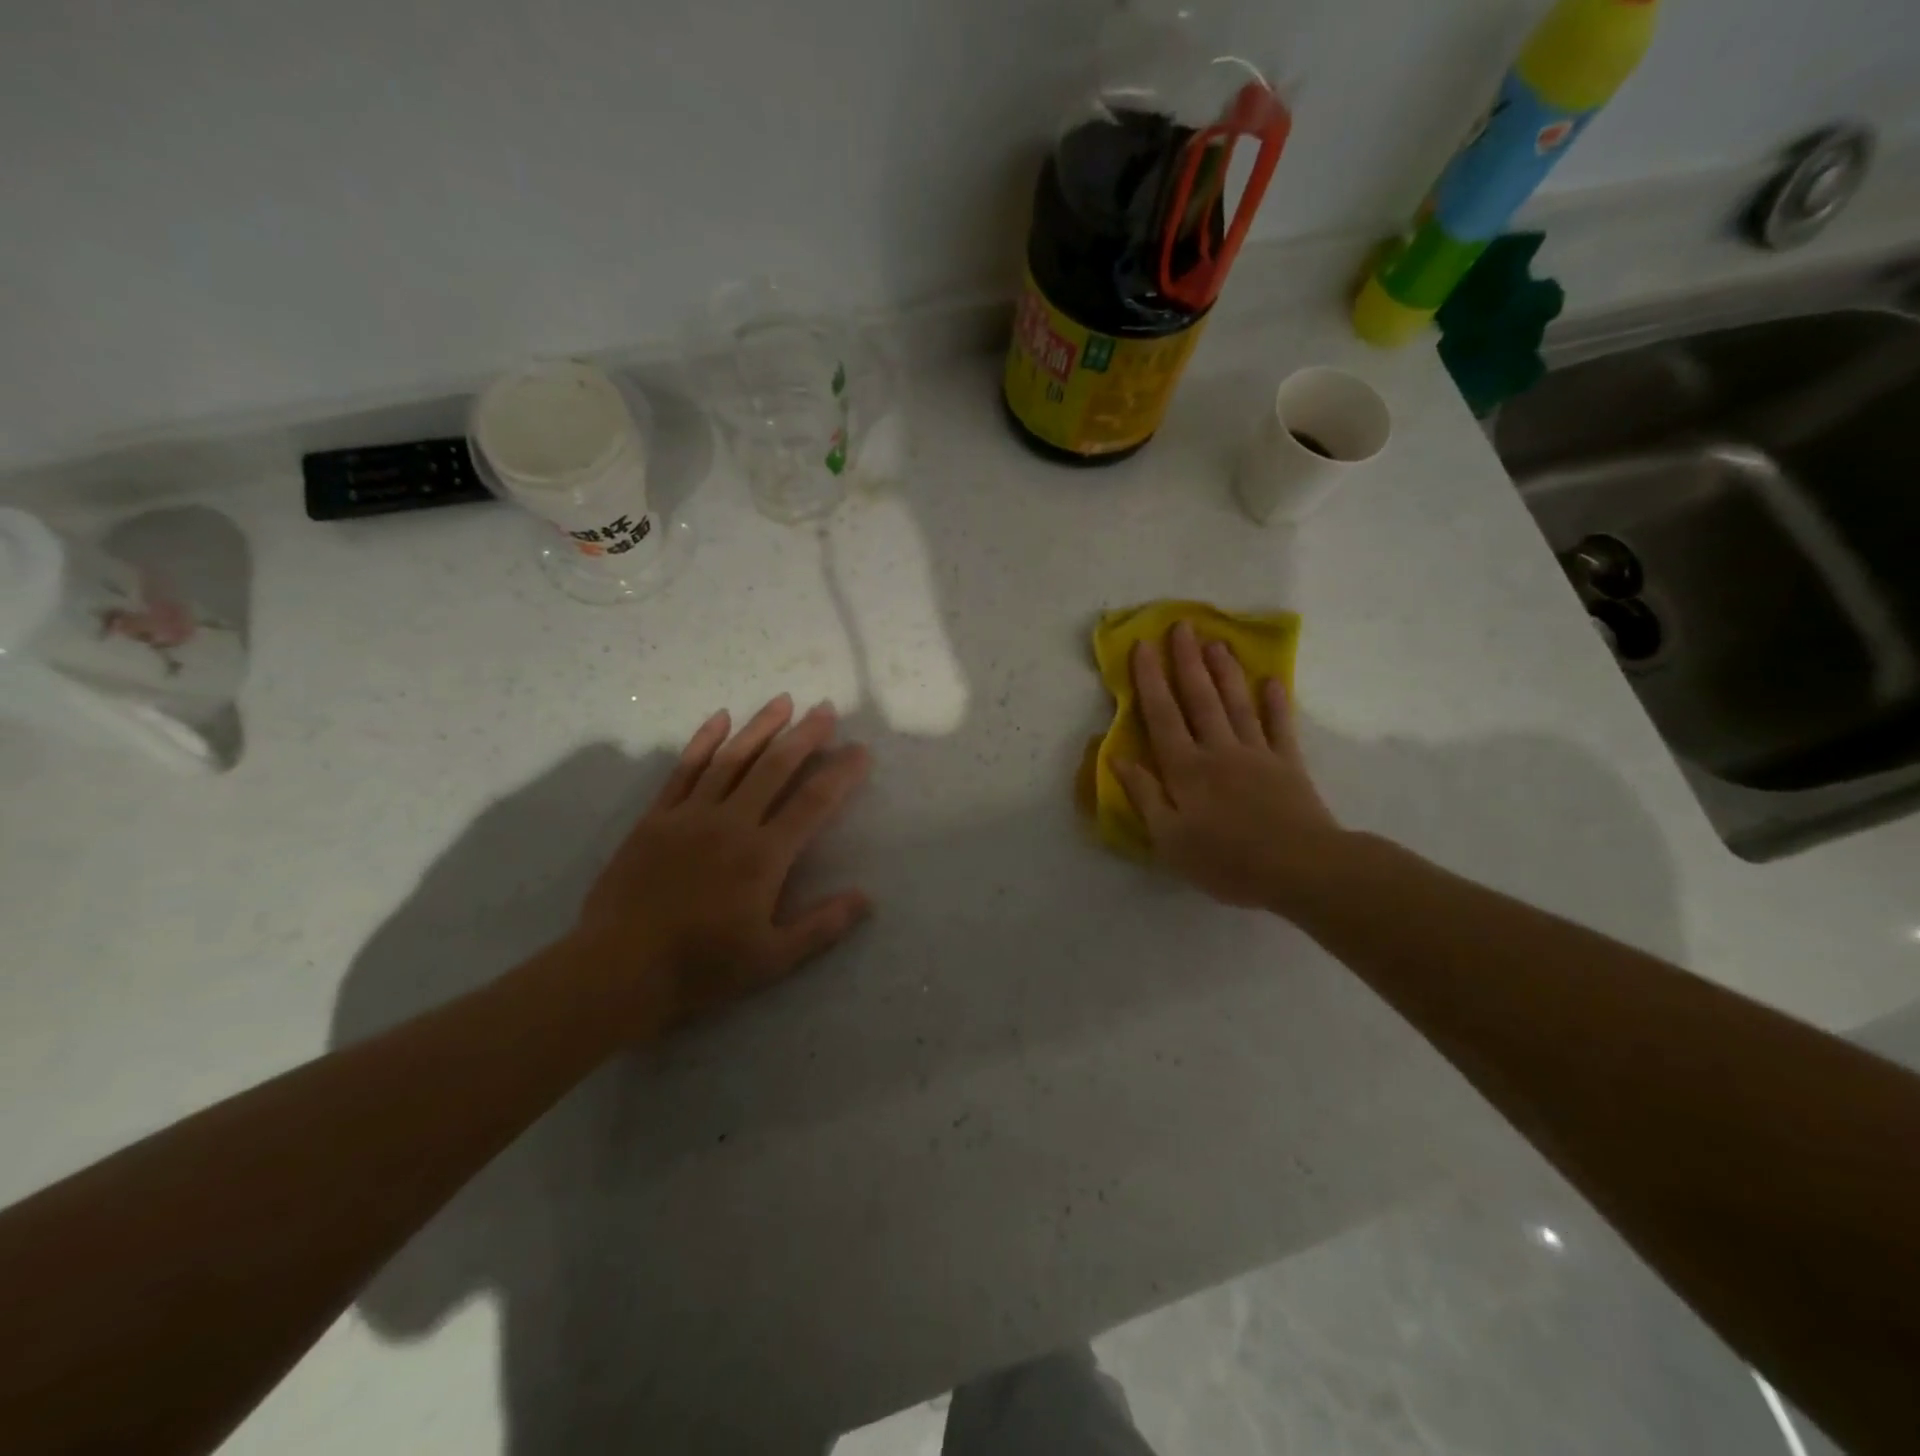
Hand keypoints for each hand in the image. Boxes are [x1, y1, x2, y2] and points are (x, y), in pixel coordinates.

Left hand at [573, 695, 871, 1036]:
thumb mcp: (772, 959)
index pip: (813, 802)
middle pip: (775, 767)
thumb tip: (866, 898)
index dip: (841, 773)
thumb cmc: (701, 967)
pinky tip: (719, 718)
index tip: (860, 751)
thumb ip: (822, 926)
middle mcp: (731, 823)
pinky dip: (703, 741)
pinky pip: (684, 769)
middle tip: (826, 709)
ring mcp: (690, 815)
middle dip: (805, 735)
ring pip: (732, 758)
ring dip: (760, 727)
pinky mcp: (656, 818)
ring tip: (783, 701)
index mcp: (764, 855)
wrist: (618, 970)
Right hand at [1114, 621, 1347, 913]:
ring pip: (1236, 703)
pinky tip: (1272, 680)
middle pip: (1199, 698)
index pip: (1162, 715)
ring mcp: (1257, 753)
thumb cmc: (1226, 861)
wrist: (1301, 869)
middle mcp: (1218, 750)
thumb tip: (1117, 758)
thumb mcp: (1170, 839)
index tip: (1142, 646)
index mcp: (1185, 769)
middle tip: (1181, 625)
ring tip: (1216, 641)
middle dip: (1187, 661)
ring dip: (1225, 671)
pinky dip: (1275, 702)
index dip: (1150, 680)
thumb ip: (1144, 795)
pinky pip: (1279, 725)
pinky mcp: (1289, 764)